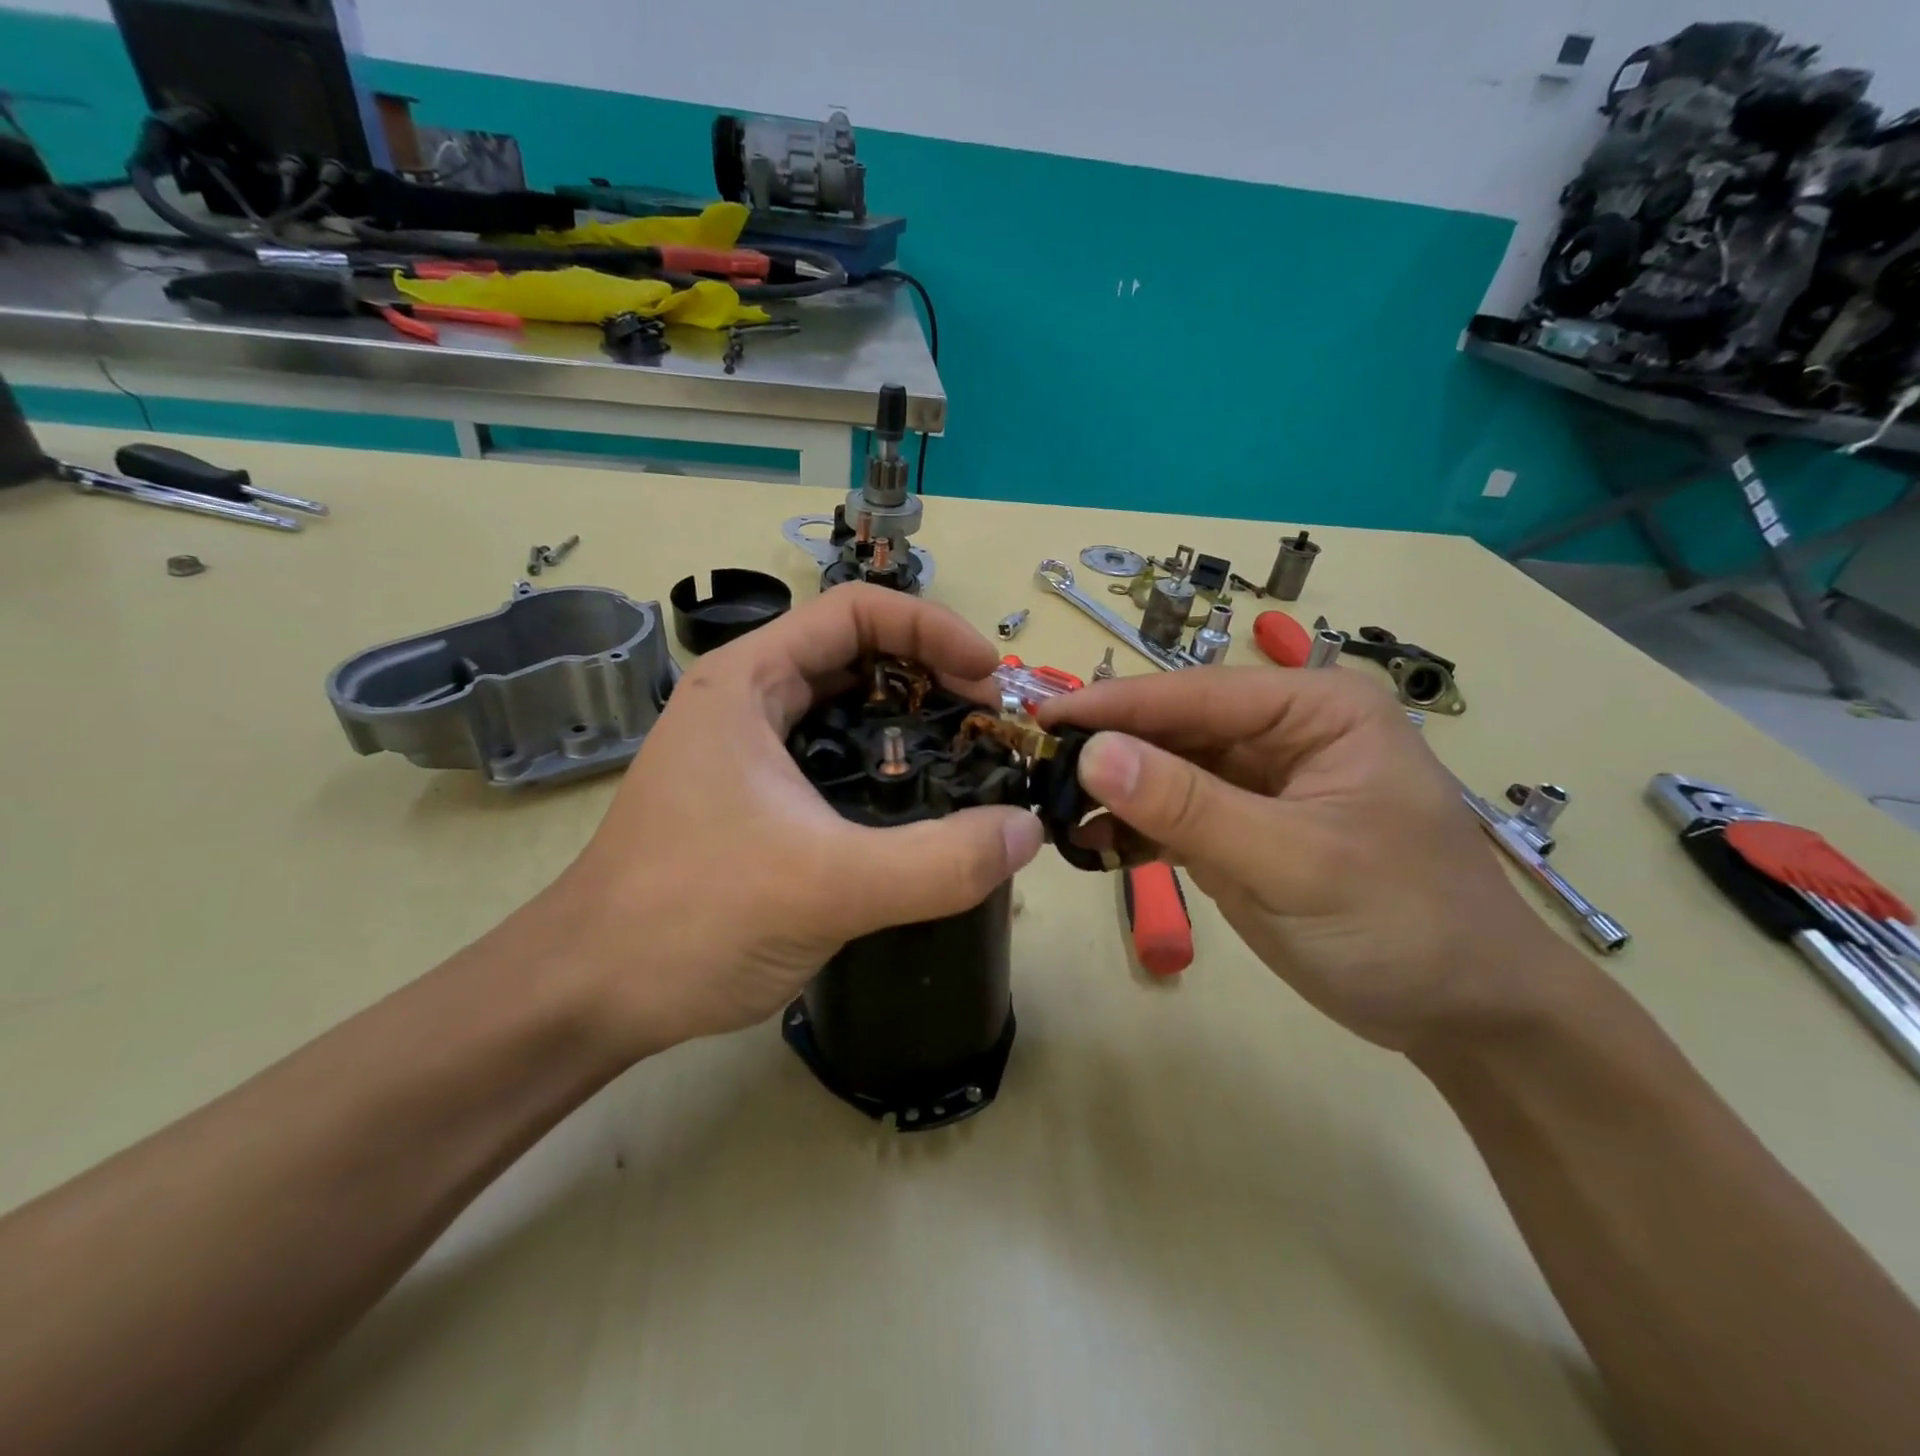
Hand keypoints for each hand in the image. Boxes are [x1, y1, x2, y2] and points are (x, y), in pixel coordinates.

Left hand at [538, 584, 1044, 1058]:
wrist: (589, 996)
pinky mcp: (756, 803)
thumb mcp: (826, 885)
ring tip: (969, 763)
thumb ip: (938, 862)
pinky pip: (837, 765)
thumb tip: (1028, 831)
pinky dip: (887, 772)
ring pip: (847, 714)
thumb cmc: (689, 919)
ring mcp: (748, 755)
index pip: (854, 613)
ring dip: (912, 727)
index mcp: (747, 683)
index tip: (988, 680)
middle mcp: (746, 703)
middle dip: (931, 680)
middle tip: (990, 728)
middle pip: (856, 658)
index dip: (932, 631)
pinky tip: (922, 811)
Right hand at [1037, 668, 1572, 1052]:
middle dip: (1107, 750)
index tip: (1041, 716)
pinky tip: (1089, 843)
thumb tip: (1094, 752)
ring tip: (1051, 809)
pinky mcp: (1239, 830)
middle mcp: (1281, 732)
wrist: (1461, 1015)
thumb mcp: (1295, 861)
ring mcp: (1256, 784)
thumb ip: (1191, 806)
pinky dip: (1130, 828)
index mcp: (1313, 709)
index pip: (1196, 693)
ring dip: (1112, 791)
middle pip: (1173, 728)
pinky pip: (1171, 815)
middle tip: (1032, 767)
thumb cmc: (1403, 922)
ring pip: (1164, 771)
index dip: (1116, 705)